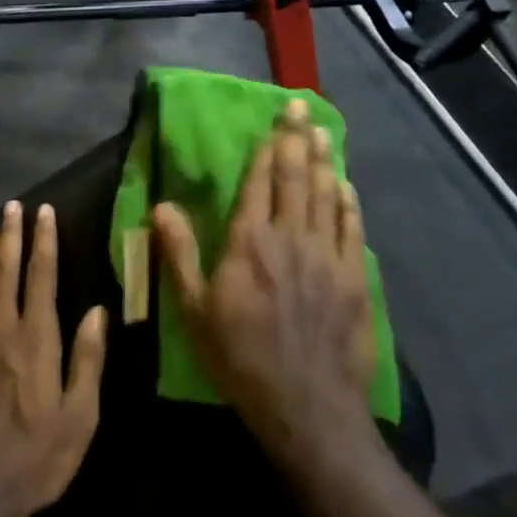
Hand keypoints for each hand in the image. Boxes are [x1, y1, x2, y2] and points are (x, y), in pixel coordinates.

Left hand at [0, 201, 107, 516]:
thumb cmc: (37, 456)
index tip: (45, 212)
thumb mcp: (80, 416)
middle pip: (5, 270)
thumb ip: (88, 359)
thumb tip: (97, 311)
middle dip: (11, 235)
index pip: (41, 276)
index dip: (44, 241)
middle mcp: (1, 329)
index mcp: (35, 339)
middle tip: (13, 207)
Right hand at [151, 101, 375, 465]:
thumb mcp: (194, 310)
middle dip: (296, 139)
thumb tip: (161, 205)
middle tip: (301, 107)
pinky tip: (346, 186)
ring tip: (322, 132)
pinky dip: (348, 203)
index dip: (267, 148)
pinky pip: (352, 229)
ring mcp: (327, 257)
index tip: (274, 121)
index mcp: (250, 242)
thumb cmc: (241, 357)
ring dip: (323, 161)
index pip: (259, 182)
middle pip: (295, 178)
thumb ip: (179, 254)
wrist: (307, 408)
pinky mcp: (354, 279)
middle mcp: (290, 238)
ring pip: (326, 196)